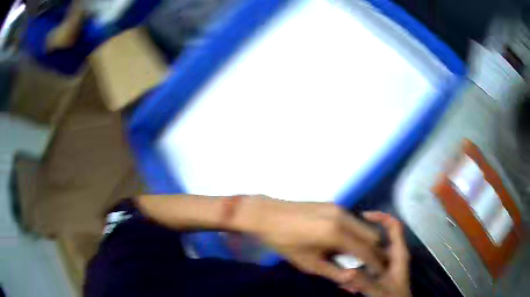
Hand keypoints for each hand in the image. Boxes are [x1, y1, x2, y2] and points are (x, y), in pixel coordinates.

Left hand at [239, 196, 385, 285]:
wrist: (267, 215)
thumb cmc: (285, 242)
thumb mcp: (308, 263)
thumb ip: (334, 271)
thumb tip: (354, 277)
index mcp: (337, 233)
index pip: (366, 250)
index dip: (376, 263)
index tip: (380, 272)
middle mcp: (344, 217)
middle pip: (372, 235)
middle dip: (376, 251)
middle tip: (372, 265)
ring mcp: (340, 208)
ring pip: (365, 226)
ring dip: (367, 241)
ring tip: (361, 256)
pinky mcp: (334, 204)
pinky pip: (354, 220)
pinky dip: (357, 233)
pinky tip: (348, 243)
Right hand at [341, 211, 410, 296]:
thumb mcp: (380, 292)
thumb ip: (365, 283)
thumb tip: (347, 272)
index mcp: (399, 254)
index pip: (394, 227)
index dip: (381, 217)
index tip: (363, 216)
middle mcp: (393, 254)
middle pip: (380, 236)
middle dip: (364, 235)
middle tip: (345, 236)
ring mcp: (386, 262)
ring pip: (372, 249)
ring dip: (359, 251)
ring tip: (341, 254)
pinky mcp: (380, 270)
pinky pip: (368, 261)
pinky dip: (358, 263)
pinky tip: (345, 272)